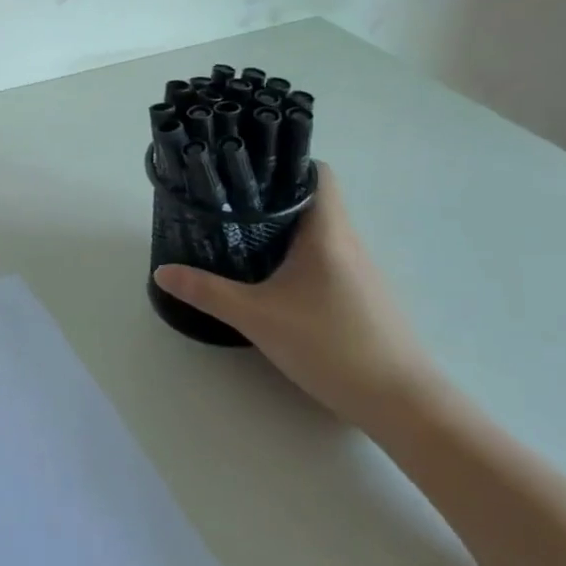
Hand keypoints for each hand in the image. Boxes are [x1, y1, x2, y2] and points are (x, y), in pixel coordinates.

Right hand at [154, 164, 440, 430]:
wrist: (403, 403)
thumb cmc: (330, 345)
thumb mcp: (257, 317)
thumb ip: (208, 292)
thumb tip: (162, 272)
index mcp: (327, 230)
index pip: (317, 172)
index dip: (286, 162)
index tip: (248, 168)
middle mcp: (349, 241)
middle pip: (315, 199)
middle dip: (275, 196)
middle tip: (232, 200)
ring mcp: (362, 270)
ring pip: (322, 231)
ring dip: (288, 227)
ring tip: (246, 233)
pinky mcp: (365, 297)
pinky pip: (330, 257)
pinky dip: (303, 255)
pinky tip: (278, 278)